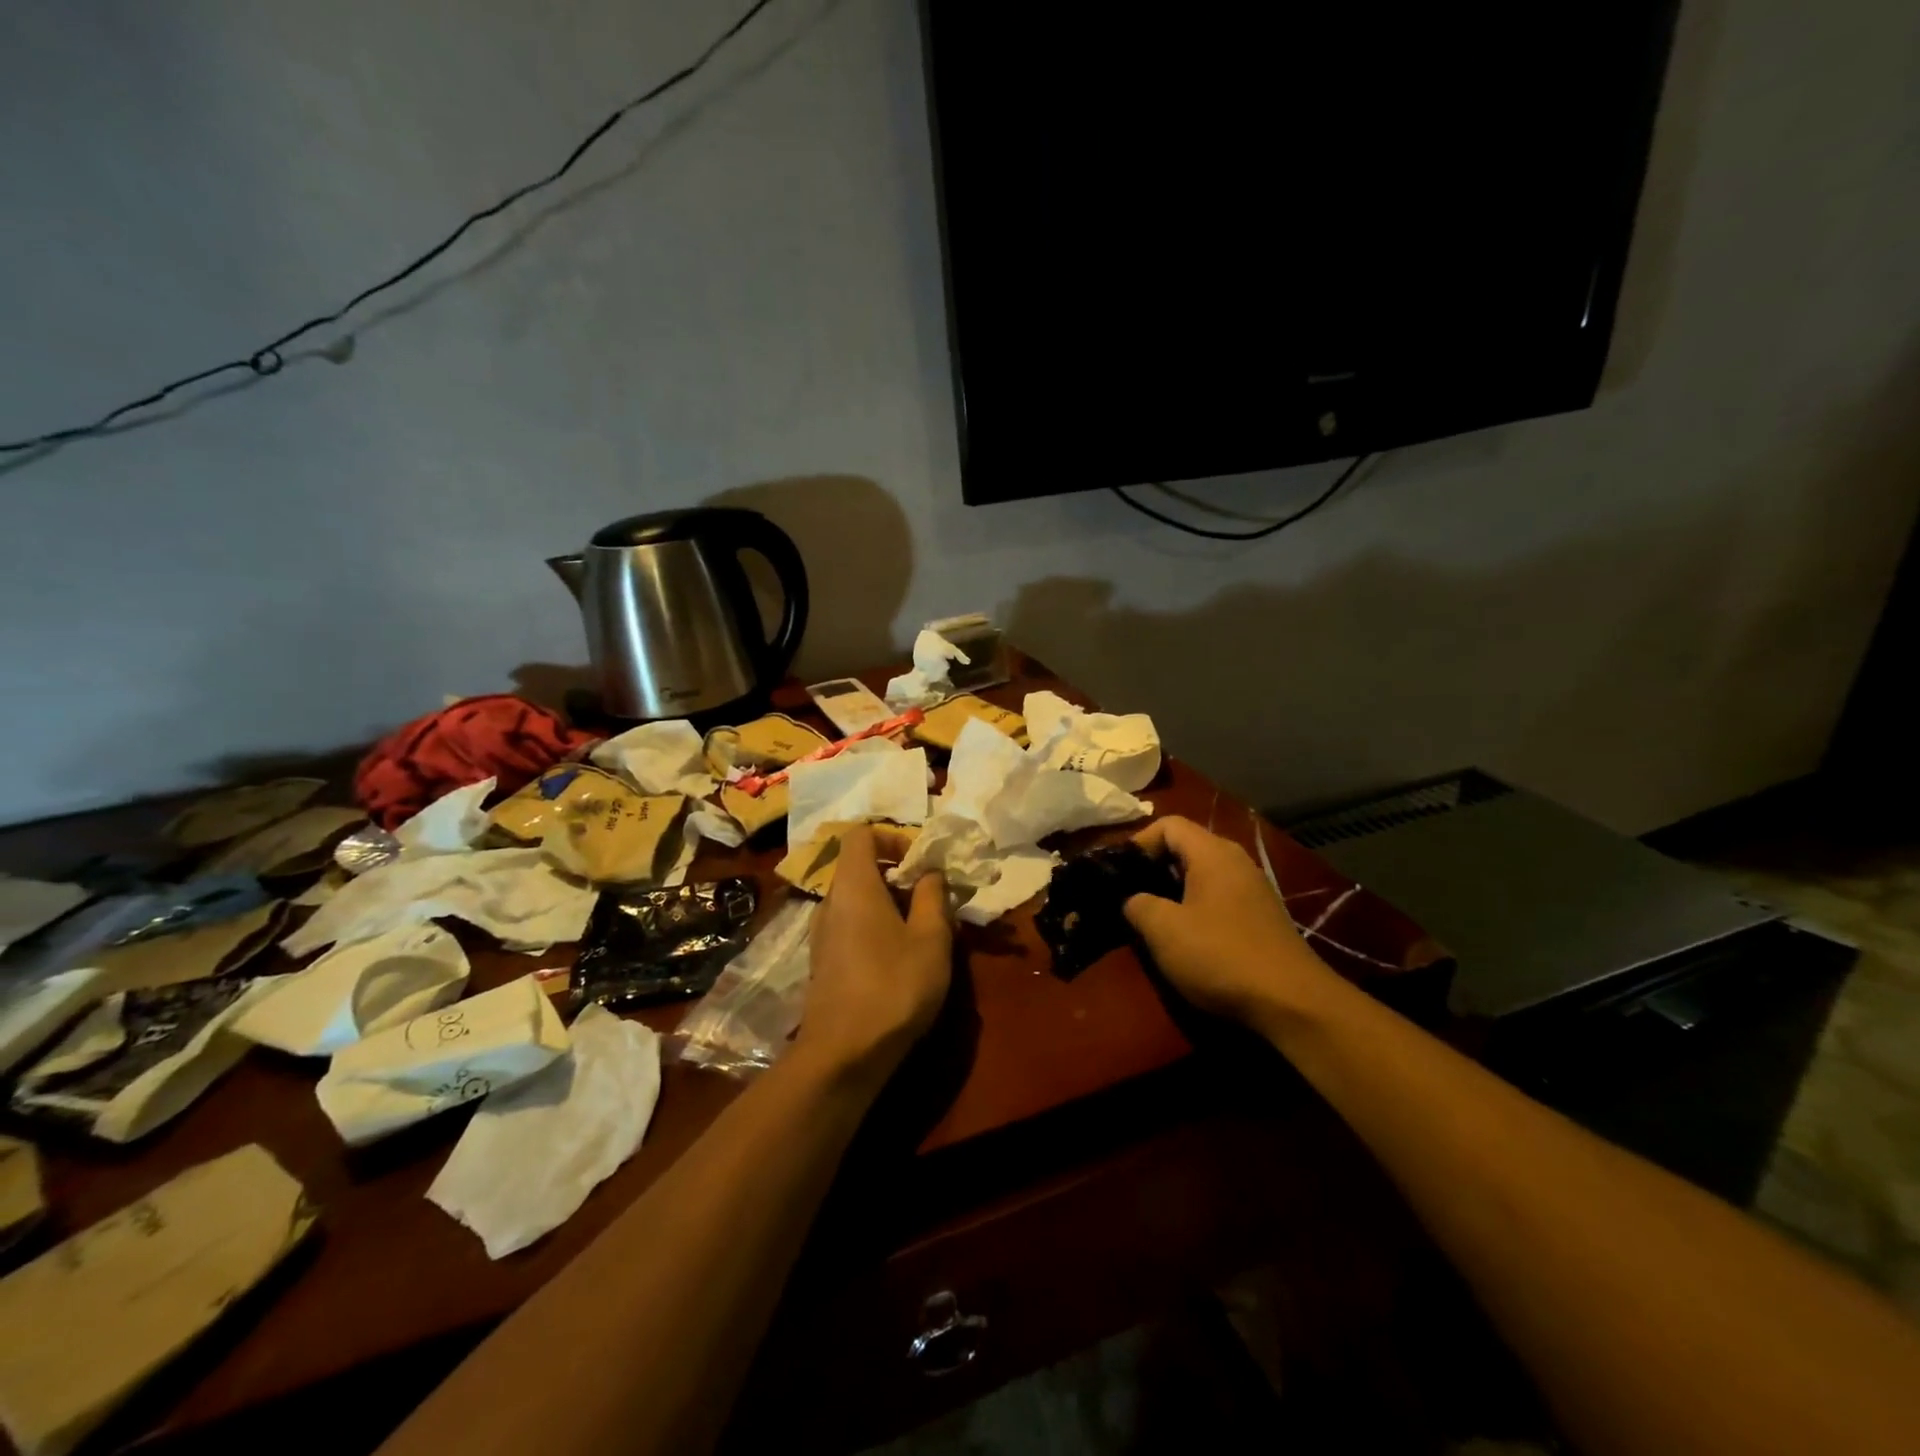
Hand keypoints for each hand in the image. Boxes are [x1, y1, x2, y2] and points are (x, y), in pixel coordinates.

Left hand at [799, 826, 951, 1079]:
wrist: (843, 1054)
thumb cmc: (894, 986)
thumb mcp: (931, 938)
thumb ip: (932, 896)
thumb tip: (929, 873)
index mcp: (854, 885)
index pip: (861, 834)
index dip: (892, 836)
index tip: (920, 862)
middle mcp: (830, 902)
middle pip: (860, 867)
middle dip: (897, 874)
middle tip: (930, 898)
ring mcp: (821, 933)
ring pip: (856, 899)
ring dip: (888, 903)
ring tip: (921, 931)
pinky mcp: (822, 962)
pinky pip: (849, 925)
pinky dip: (874, 926)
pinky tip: (899, 958)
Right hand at [1123, 816, 1334, 1027]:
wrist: (1293, 1004)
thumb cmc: (1220, 956)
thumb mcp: (1163, 930)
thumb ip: (1138, 904)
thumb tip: (1132, 899)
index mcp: (1213, 853)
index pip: (1168, 824)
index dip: (1138, 843)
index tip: (1119, 874)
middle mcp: (1236, 861)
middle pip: (1186, 847)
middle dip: (1153, 868)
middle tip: (1129, 896)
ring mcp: (1254, 889)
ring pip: (1202, 875)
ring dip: (1174, 891)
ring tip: (1153, 919)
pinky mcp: (1262, 917)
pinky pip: (1219, 897)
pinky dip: (1196, 908)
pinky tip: (1187, 939)